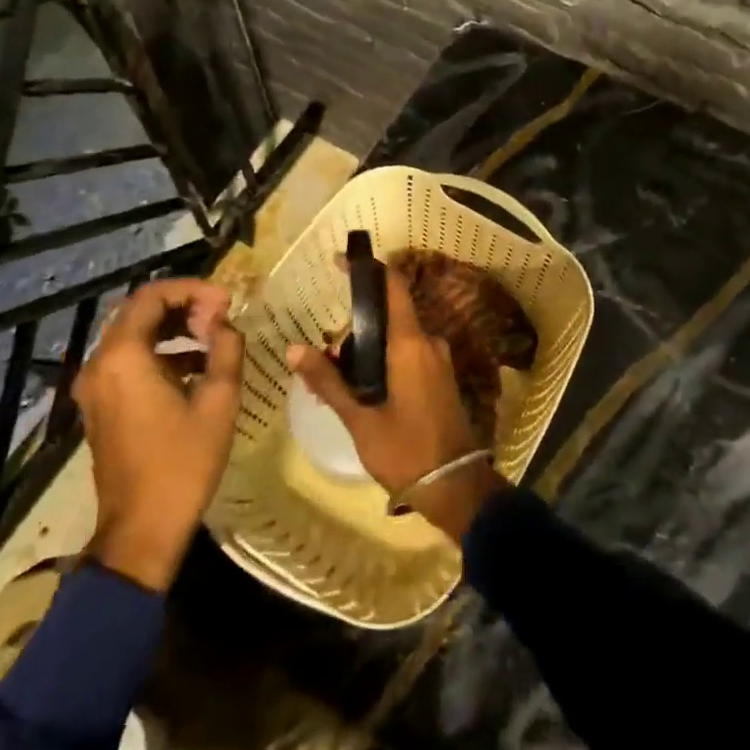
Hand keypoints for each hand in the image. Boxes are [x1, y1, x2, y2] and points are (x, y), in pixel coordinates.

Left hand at [75, 278, 241, 590]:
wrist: (141, 530)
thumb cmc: (182, 464)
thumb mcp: (218, 401)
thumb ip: (225, 349)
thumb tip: (225, 323)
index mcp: (123, 357)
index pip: (152, 296)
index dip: (193, 290)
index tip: (227, 302)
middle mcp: (100, 364)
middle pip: (139, 312)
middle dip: (184, 306)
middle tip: (222, 317)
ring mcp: (95, 387)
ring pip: (134, 336)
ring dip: (173, 329)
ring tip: (214, 339)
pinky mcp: (100, 406)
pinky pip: (128, 361)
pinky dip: (161, 353)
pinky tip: (196, 368)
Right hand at [287, 260, 506, 539]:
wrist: (456, 487)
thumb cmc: (405, 450)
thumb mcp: (360, 418)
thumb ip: (327, 381)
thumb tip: (293, 349)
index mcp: (410, 343)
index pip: (392, 286)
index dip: (368, 269)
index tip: (340, 262)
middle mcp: (428, 342)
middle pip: (387, 316)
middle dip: (355, 329)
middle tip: (325, 360)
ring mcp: (438, 360)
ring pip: (396, 339)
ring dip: (367, 351)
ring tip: (337, 385)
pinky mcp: (440, 378)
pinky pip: (408, 355)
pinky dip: (382, 363)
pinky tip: (361, 393)